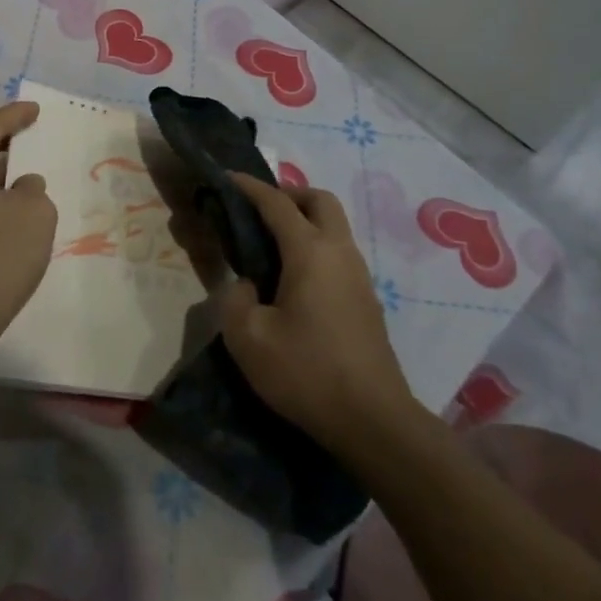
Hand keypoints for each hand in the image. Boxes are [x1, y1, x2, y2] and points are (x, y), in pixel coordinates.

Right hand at [219, 173, 416, 450]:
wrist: (374, 422)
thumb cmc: (306, 373)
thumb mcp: (248, 338)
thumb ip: (235, 299)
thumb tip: (247, 286)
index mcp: (310, 252)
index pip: (277, 203)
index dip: (249, 187)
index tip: (226, 178)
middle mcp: (340, 253)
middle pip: (319, 201)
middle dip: (288, 195)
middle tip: (257, 211)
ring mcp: (359, 276)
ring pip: (334, 226)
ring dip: (304, 221)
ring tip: (269, 246)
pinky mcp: (366, 300)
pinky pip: (338, 253)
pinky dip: (314, 247)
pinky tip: (293, 280)